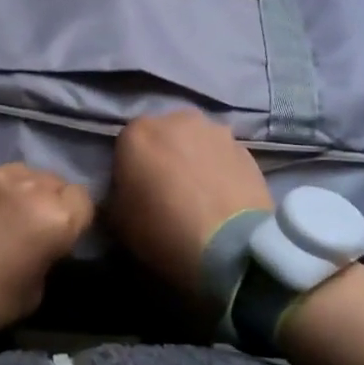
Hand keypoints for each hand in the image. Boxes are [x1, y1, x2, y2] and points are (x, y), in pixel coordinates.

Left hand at [0, 165, 94, 338]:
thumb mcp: (36, 290)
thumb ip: (49, 253)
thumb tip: (46, 240)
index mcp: (55, 218)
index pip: (83, 200)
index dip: (74, 217)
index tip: (61, 233)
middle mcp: (29, 186)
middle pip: (54, 182)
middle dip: (48, 200)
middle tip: (30, 223)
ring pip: (21, 172)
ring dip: (19, 190)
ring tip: (0, 211)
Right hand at [110, 110, 272, 308]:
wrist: (230, 244)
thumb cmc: (163, 229)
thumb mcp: (119, 221)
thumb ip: (117, 195)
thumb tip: (124, 193)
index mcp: (138, 132)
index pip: (125, 143)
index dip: (129, 168)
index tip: (135, 192)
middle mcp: (176, 119)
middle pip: (164, 134)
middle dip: (163, 155)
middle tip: (167, 189)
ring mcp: (216, 130)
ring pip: (196, 141)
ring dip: (194, 157)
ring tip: (199, 193)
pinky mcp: (246, 148)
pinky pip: (223, 156)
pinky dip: (219, 169)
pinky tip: (222, 197)